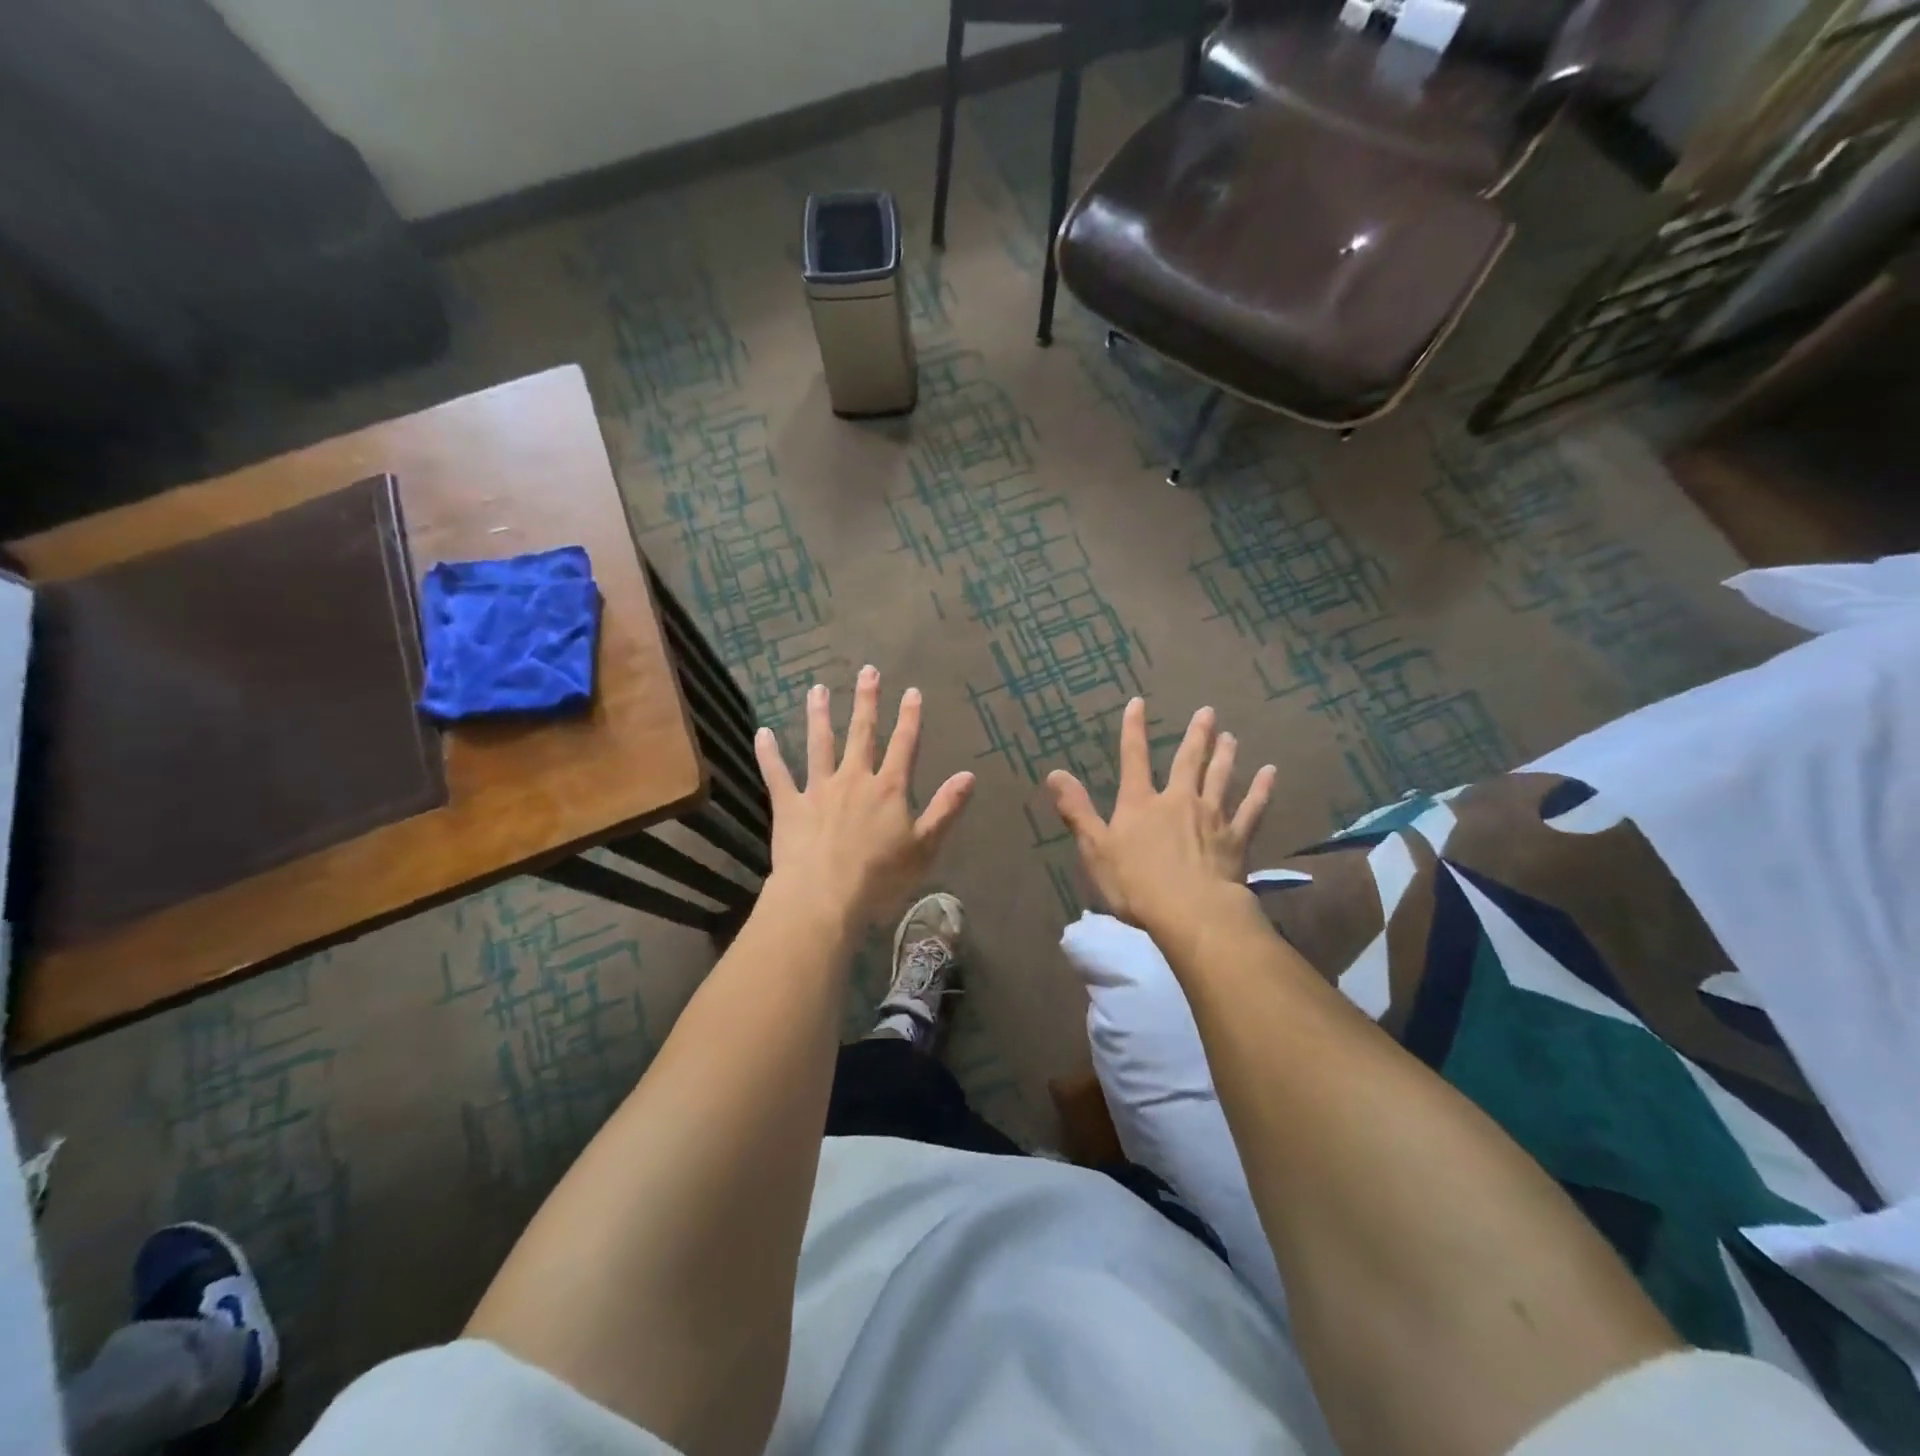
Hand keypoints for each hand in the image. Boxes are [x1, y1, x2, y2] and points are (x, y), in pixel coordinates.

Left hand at [755, 666, 974, 925]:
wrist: (824, 895)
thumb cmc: (880, 876)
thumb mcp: (924, 846)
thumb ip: (945, 808)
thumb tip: (969, 776)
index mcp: (888, 789)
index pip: (904, 745)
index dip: (910, 718)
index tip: (912, 691)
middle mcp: (854, 779)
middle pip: (862, 733)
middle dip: (866, 701)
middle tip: (867, 671)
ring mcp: (818, 789)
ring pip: (819, 744)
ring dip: (819, 715)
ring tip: (817, 688)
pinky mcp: (789, 805)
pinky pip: (777, 774)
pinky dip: (769, 754)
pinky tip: (763, 733)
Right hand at [1047, 698, 1275, 933]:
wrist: (1191, 912)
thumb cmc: (1136, 884)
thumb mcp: (1095, 849)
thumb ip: (1077, 810)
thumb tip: (1055, 773)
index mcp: (1140, 804)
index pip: (1134, 759)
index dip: (1134, 730)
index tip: (1138, 703)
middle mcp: (1178, 801)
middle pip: (1187, 762)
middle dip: (1195, 735)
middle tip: (1207, 712)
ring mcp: (1211, 818)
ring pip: (1220, 778)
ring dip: (1225, 756)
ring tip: (1231, 737)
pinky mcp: (1236, 839)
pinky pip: (1251, 808)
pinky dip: (1261, 790)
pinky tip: (1270, 773)